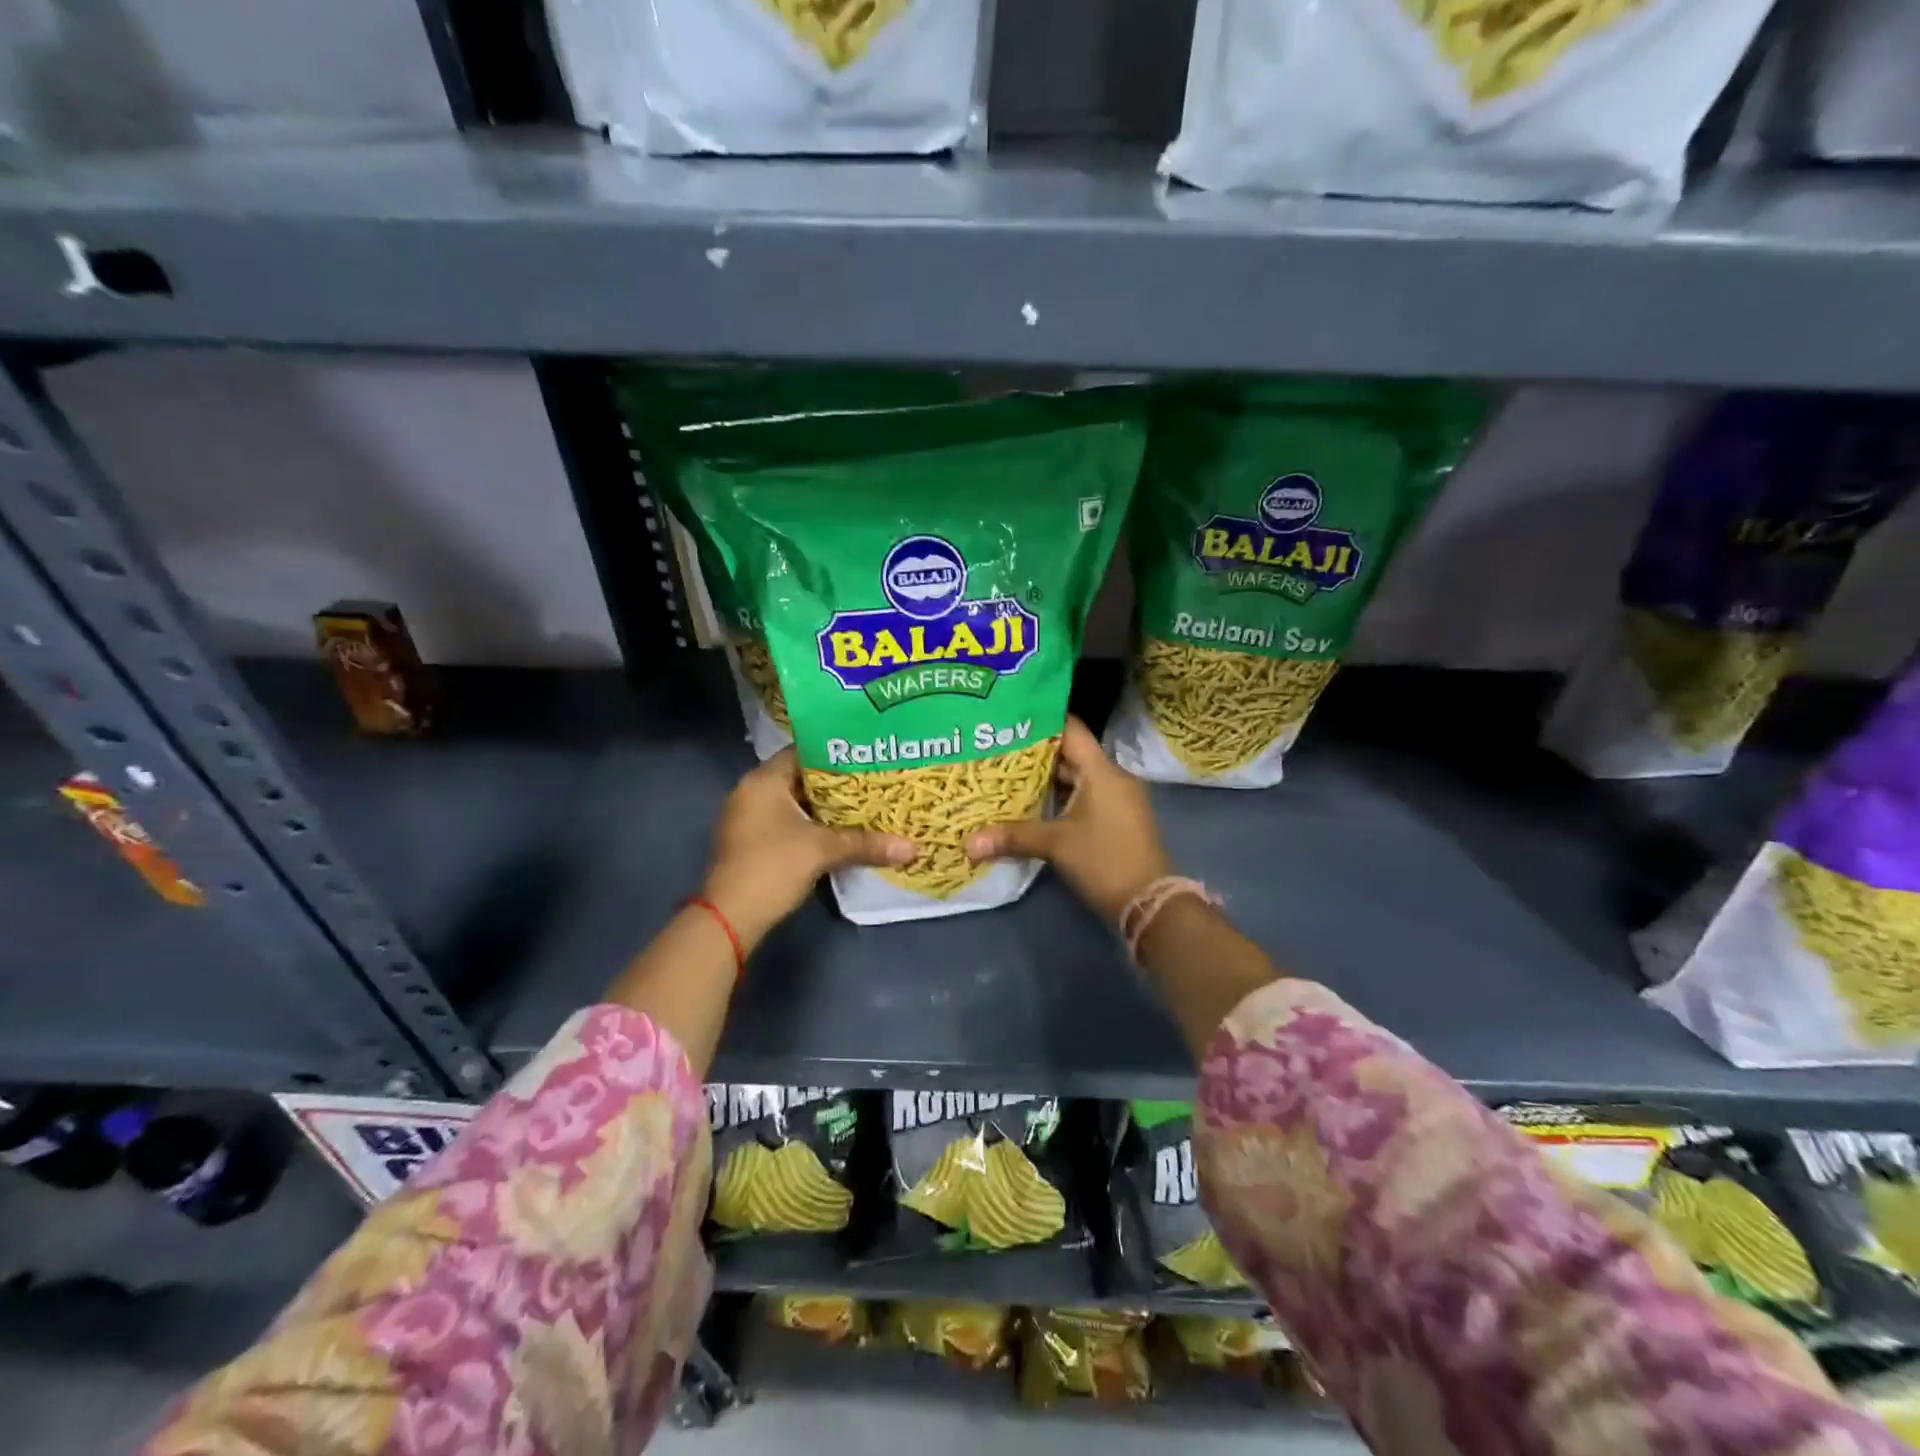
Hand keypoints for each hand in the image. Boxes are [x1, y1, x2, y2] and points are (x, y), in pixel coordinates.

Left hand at [702, 750, 913, 946]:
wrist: (729, 918)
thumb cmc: (773, 867)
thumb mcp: (823, 851)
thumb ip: (866, 844)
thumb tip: (913, 848)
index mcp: (763, 780)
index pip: (802, 751)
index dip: (835, 752)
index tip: (866, 754)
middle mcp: (751, 792)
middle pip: (799, 777)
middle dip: (834, 782)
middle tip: (871, 780)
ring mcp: (746, 818)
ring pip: (793, 803)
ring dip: (822, 807)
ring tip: (862, 805)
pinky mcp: (749, 842)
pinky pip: (785, 822)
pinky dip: (809, 824)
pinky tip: (837, 832)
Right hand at [965, 716, 1170, 922]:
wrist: (1150, 903)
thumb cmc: (1105, 861)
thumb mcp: (1056, 845)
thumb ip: (1012, 837)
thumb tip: (967, 844)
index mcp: (1102, 771)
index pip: (1071, 730)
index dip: (1042, 720)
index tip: (1010, 718)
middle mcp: (1112, 777)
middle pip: (1070, 754)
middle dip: (1034, 753)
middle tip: (996, 749)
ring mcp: (1117, 799)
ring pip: (1077, 778)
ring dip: (1046, 779)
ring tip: (1006, 775)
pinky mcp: (1117, 819)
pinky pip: (1085, 796)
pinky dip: (1060, 797)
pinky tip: (1033, 804)